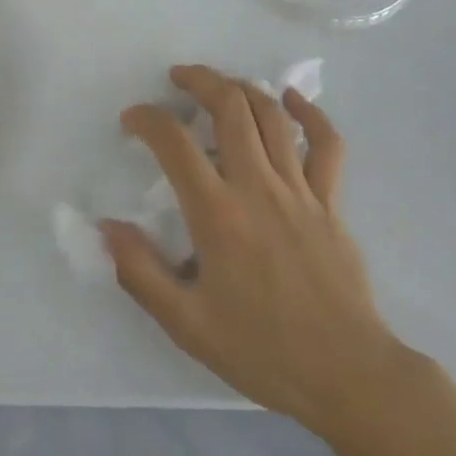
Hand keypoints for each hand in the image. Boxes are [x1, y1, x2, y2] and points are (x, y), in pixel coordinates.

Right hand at [102, 64, 408, 444]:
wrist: (349, 377)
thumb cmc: (263, 351)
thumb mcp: (188, 325)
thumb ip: (141, 272)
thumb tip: (106, 227)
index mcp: (218, 213)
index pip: (174, 141)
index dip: (146, 118)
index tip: (131, 120)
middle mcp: (257, 186)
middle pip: (229, 106)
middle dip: (199, 80)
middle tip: (178, 78)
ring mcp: (300, 189)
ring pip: (271, 114)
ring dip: (242, 87)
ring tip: (222, 84)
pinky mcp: (331, 201)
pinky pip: (326, 144)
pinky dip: (309, 113)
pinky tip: (291, 98)